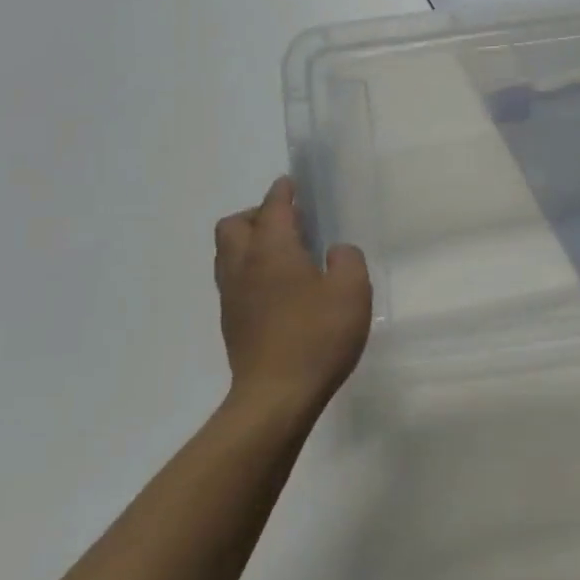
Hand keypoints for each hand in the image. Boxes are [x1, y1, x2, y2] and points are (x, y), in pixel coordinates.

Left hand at [214, 176, 371, 419]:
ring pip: (228, 252)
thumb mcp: (352, 290)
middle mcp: (243, 265)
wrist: (275, 396)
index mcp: (272, 250)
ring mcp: (231, 296)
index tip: (292, 183)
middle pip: (234, 225)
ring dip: (249, 242)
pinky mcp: (231, 322)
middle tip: (288, 222)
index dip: (283, 191)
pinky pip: (233, 279)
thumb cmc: (317, 336)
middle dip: (257, 214)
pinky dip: (249, 270)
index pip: (274, 207)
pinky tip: (277, 288)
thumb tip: (334, 252)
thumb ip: (347, 260)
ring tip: (282, 253)